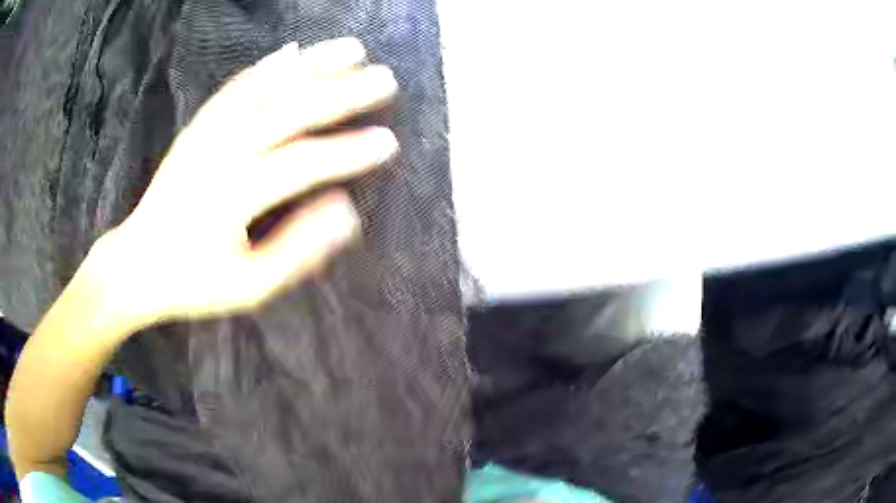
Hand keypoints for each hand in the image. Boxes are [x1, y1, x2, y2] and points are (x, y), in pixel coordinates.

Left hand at [97, 37, 398, 326]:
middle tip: (385, 78)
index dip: (348, 152)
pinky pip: (234, 89)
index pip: (302, 164)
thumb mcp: (248, 287)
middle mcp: (220, 152)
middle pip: (288, 111)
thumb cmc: (193, 282)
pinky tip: (289, 52)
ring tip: (351, 48)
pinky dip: (265, 67)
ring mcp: (206, 134)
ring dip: (311, 65)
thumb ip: (297, 250)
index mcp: (233, 195)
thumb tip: (345, 212)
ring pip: (264, 88)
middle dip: (342, 92)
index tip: (389, 141)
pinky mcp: (197, 128)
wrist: (136, 264)